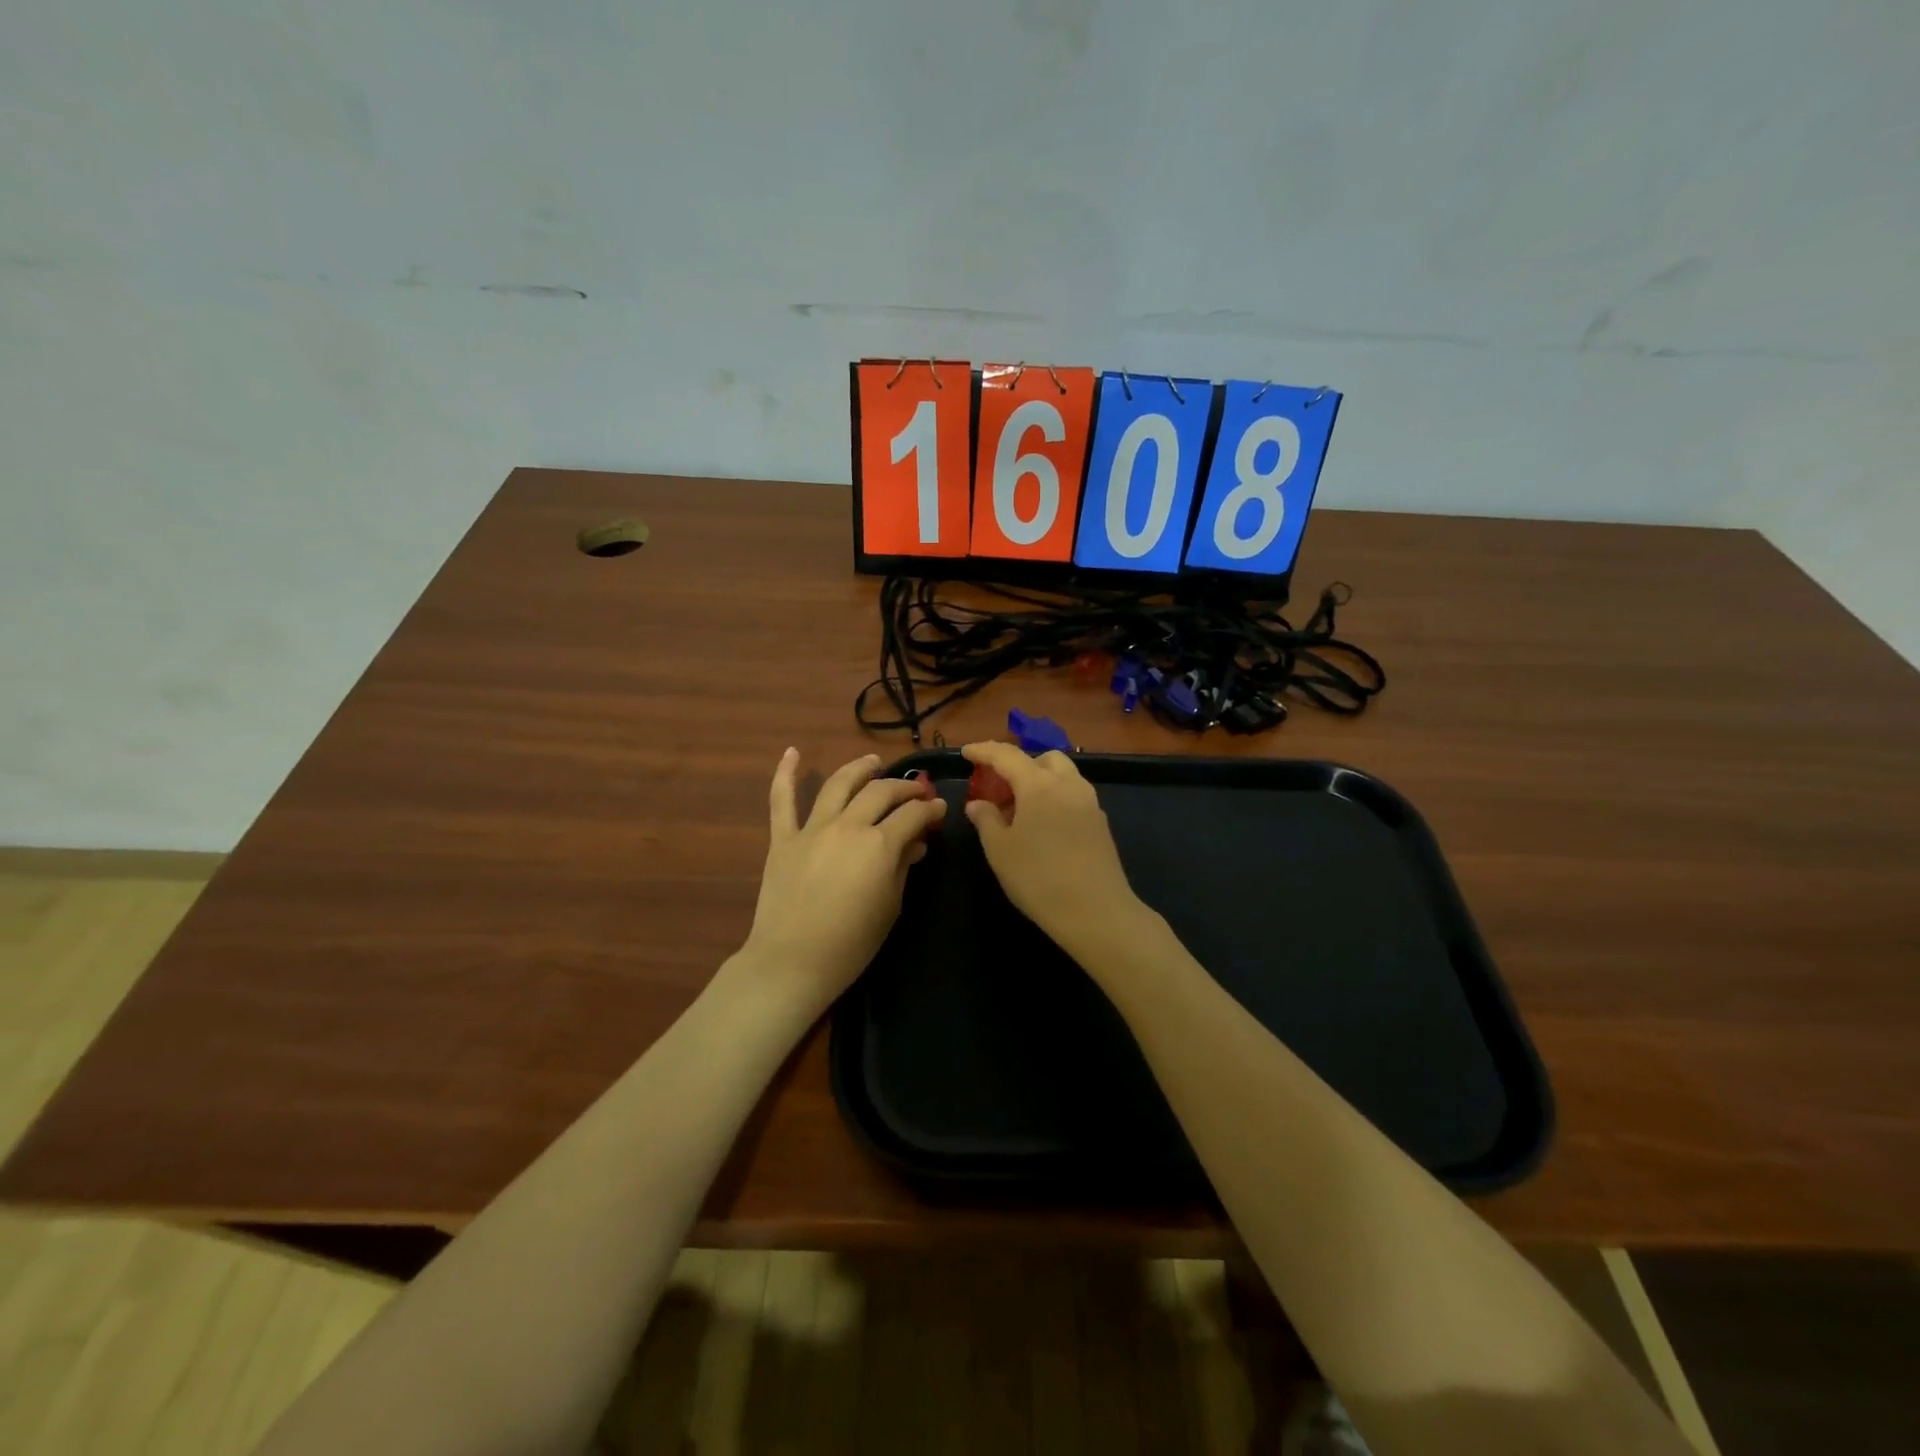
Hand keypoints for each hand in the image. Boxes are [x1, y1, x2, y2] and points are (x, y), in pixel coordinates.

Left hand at [734, 749, 946, 1019]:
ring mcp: (812, 829)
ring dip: (858, 768)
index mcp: (879, 844)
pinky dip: (785, 773)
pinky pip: (782, 800)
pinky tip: (791, 752)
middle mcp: (848, 825)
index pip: (912, 815)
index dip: (930, 809)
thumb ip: (903, 868)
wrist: (792, 961)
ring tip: (872, 761)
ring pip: (838, 784)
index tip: (939, 808)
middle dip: (903, 787)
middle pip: (880, 792)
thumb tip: (914, 844)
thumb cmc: (851, 943)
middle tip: (915, 790)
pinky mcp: (783, 838)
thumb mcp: (890, 906)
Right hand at [961, 741, 1148, 959]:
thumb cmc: (1038, 878)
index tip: (966, 752)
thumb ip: (986, 819)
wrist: (1096, 912)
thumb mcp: (1000, 850)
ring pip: (1062, 774)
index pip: (1006, 756)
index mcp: (1038, 784)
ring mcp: (1089, 801)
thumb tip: (977, 804)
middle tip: (998, 787)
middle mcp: (1067, 784)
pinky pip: (1073, 793)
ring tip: (1019, 807)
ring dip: (1038, 779)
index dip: (983, 751)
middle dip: (1017, 764)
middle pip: (1041, 758)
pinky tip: (1043, 824)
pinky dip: (1054, 795)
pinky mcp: (1100, 821)